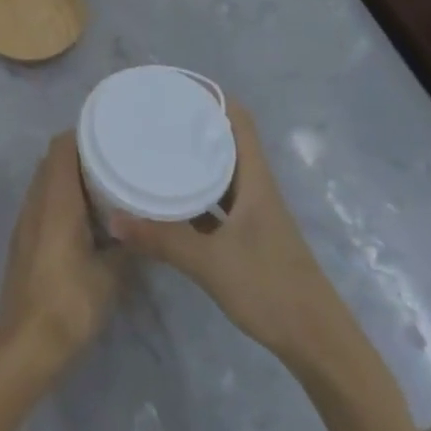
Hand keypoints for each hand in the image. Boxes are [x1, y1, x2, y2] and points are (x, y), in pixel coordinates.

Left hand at [0, 132, 125, 369]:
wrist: (27, 342)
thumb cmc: (71, 301)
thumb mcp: (111, 274)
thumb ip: (127, 244)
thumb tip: (140, 226)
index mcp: (56, 200)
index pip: (61, 147)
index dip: (83, 134)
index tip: (111, 133)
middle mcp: (36, 202)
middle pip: (53, 161)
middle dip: (81, 155)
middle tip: (116, 158)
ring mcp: (26, 221)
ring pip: (47, 183)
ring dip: (71, 178)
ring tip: (107, 185)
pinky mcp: (24, 240)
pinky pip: (43, 204)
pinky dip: (63, 199)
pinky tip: (88, 218)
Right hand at [109, 102, 356, 369]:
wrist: (317, 343)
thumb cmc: (270, 289)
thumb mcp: (210, 263)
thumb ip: (161, 239)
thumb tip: (113, 218)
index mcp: (255, 180)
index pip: (239, 120)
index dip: (211, 96)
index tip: (174, 87)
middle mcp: (255, 188)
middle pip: (226, 141)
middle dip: (192, 124)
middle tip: (152, 116)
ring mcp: (253, 214)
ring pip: (221, 172)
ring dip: (193, 158)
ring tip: (154, 148)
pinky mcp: (248, 237)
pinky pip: (217, 201)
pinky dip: (194, 192)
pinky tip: (168, 197)